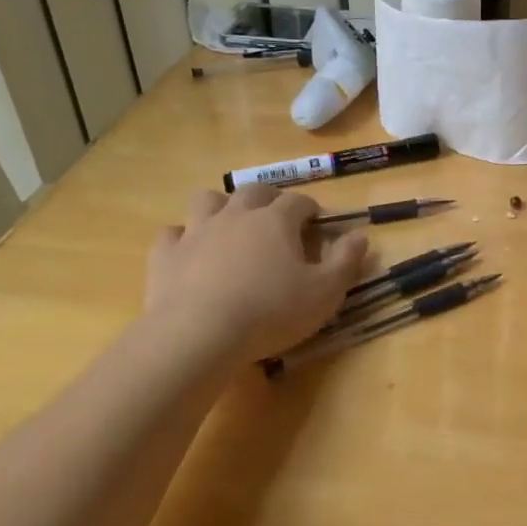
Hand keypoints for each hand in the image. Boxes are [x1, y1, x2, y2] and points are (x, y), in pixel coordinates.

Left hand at [144, 184, 369, 362]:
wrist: (199, 334)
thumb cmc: (271, 312)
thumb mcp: (325, 293)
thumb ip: (346, 261)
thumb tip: (360, 235)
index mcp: (276, 221)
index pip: (298, 201)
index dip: (310, 208)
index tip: (317, 222)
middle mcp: (236, 215)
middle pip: (254, 191)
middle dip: (269, 198)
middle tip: (277, 218)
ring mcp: (197, 231)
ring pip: (208, 200)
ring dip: (221, 206)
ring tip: (231, 225)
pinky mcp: (166, 254)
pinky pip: (172, 233)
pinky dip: (182, 237)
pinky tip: (189, 251)